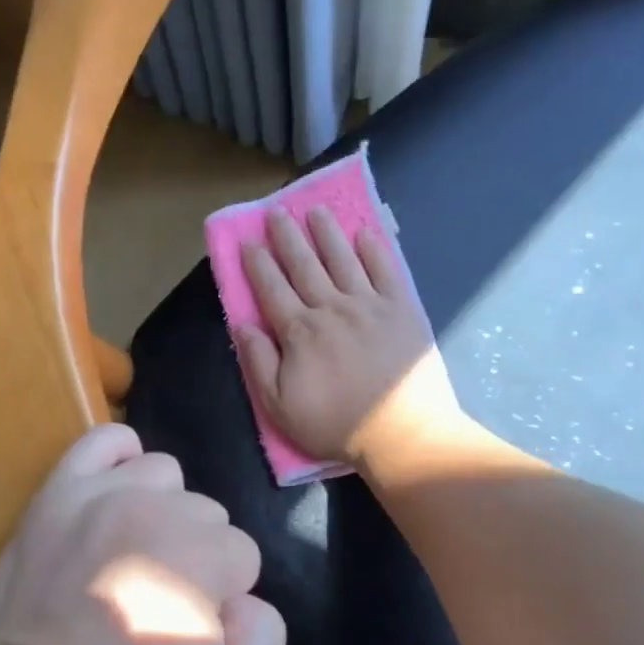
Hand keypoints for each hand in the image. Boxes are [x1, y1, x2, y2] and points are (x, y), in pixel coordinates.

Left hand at [0, 424, 285, 644]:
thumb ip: (265, 641)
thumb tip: (245, 600)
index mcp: (202, 554)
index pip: (241, 555)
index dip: (221, 595)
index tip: (188, 627)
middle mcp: (156, 509)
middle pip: (205, 514)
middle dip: (195, 555)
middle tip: (158, 599)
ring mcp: (102, 493)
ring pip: (163, 475)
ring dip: (162, 509)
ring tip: (135, 553)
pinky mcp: (59, 492)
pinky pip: (101, 441)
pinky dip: (119, 454)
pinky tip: (119, 488)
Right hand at [234, 206, 464, 468]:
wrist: (401, 433)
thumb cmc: (334, 424)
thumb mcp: (279, 406)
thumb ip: (258, 362)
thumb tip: (241, 325)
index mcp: (299, 332)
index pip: (272, 289)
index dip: (257, 264)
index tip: (247, 242)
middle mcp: (332, 308)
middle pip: (304, 265)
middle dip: (286, 237)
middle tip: (276, 212)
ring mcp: (369, 305)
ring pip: (342, 259)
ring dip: (326, 233)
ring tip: (315, 211)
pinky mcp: (402, 309)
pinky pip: (385, 270)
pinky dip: (373, 250)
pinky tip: (363, 234)